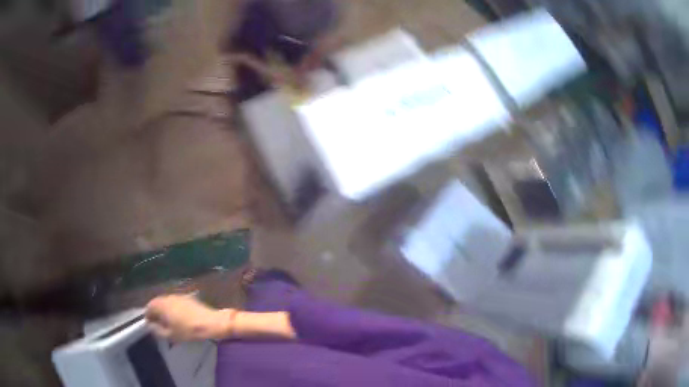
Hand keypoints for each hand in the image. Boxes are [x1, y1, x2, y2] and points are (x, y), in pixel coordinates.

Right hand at [145, 295, 235, 340]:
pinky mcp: (187, 298)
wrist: (210, 323)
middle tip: (160, 326)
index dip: (148, 317)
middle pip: (157, 304)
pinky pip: (176, 303)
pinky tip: (180, 319)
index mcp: (160, 304)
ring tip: (170, 323)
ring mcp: (178, 296)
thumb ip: (157, 331)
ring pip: (167, 303)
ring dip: (166, 311)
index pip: (148, 308)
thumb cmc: (188, 330)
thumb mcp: (170, 335)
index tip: (151, 326)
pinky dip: (174, 310)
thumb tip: (151, 326)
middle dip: (157, 314)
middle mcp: (167, 296)